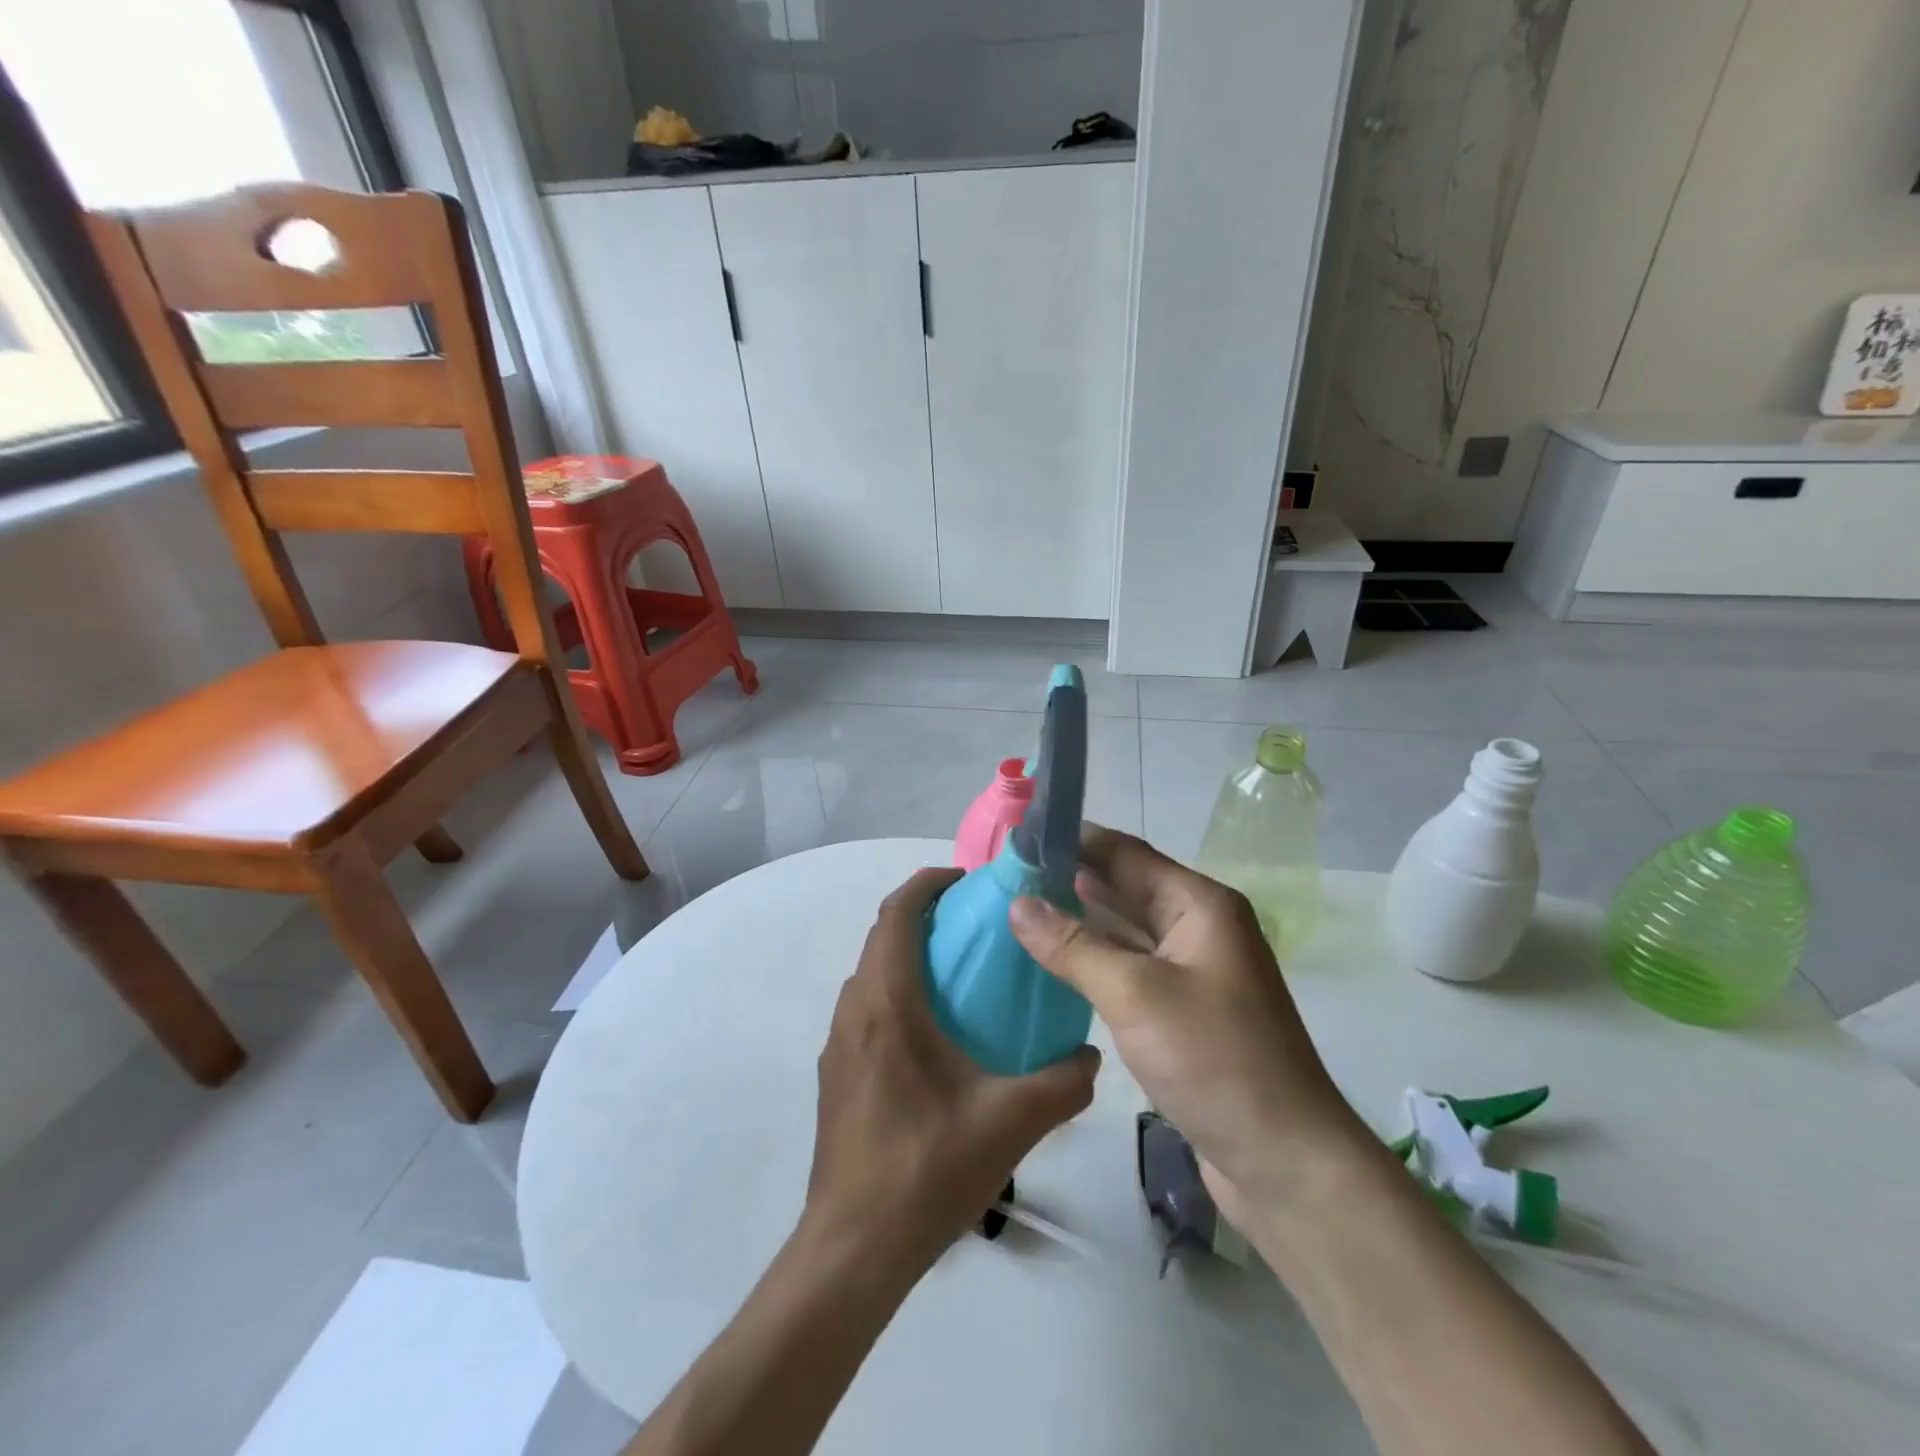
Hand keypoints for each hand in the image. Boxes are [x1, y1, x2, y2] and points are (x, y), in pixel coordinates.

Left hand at [803, 867, 1100, 1273]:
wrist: (853, 1249)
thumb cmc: (926, 1170)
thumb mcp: (1009, 1123)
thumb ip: (1062, 1083)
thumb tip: (1092, 1056)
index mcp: (887, 1006)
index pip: (896, 915)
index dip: (927, 884)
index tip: (966, 881)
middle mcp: (854, 1013)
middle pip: (882, 939)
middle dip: (924, 918)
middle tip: (976, 927)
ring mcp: (838, 1046)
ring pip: (872, 975)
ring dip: (909, 958)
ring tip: (961, 977)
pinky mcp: (836, 1075)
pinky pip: (866, 1010)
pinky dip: (898, 994)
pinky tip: (936, 1039)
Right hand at [1009, 827, 1368, 1214]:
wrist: (1287, 1163)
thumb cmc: (1215, 1061)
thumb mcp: (1134, 994)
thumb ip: (1073, 945)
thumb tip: (1017, 903)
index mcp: (1200, 905)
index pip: (1125, 853)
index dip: (1074, 841)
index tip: (1018, 838)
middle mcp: (1198, 927)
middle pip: (1124, 888)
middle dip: (1069, 881)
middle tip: (1005, 878)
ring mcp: (1192, 971)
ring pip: (1124, 932)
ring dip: (1077, 922)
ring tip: (1015, 913)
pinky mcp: (1183, 1011)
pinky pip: (1129, 970)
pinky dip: (1092, 962)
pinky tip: (1050, 964)